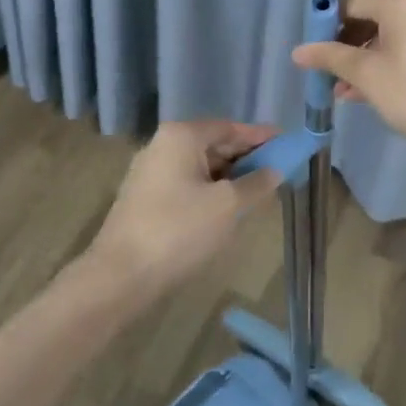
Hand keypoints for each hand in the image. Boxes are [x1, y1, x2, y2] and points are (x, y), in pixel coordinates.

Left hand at [85, 119, 281, 297]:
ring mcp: (150, 172)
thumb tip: (275, 170)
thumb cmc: (178, 231)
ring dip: (229, 177)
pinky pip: (187, 184)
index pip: (230, 128)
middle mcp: (163, 145)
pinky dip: (211, 190)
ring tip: (258, 191)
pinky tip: (228, 208)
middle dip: (246, 158)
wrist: (119, 277)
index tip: (287, 143)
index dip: (261, 137)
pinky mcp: (145, 198)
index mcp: (182, 136)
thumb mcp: (227, 206)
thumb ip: (256, 183)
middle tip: (278, 169)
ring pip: (201, 166)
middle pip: (215, 144)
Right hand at [292, 0, 405, 172]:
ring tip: (350, 90)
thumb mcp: (369, 77)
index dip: (327, 29)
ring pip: (394, 28)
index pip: (350, 4)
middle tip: (332, 77)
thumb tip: (298, 51)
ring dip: (369, 54)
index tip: (316, 58)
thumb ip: (331, 57)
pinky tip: (378, 85)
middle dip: (349, 45)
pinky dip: (394, 54)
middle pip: (373, 13)